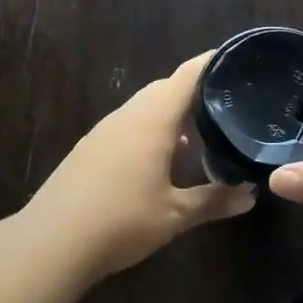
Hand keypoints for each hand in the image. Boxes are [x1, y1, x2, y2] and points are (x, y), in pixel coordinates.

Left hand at [24, 52, 256, 278]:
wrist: (51, 243)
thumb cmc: (121, 221)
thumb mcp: (175, 215)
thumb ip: (214, 200)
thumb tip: (250, 195)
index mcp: (152, 120)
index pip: (187, 75)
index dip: (213, 62)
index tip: (239, 60)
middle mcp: (127, 116)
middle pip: (165, 89)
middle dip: (196, 92)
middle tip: (229, 104)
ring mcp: (104, 131)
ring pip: (144, 108)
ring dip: (172, 115)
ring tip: (202, 134)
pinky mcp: (89, 149)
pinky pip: (128, 127)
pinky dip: (151, 132)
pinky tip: (162, 161)